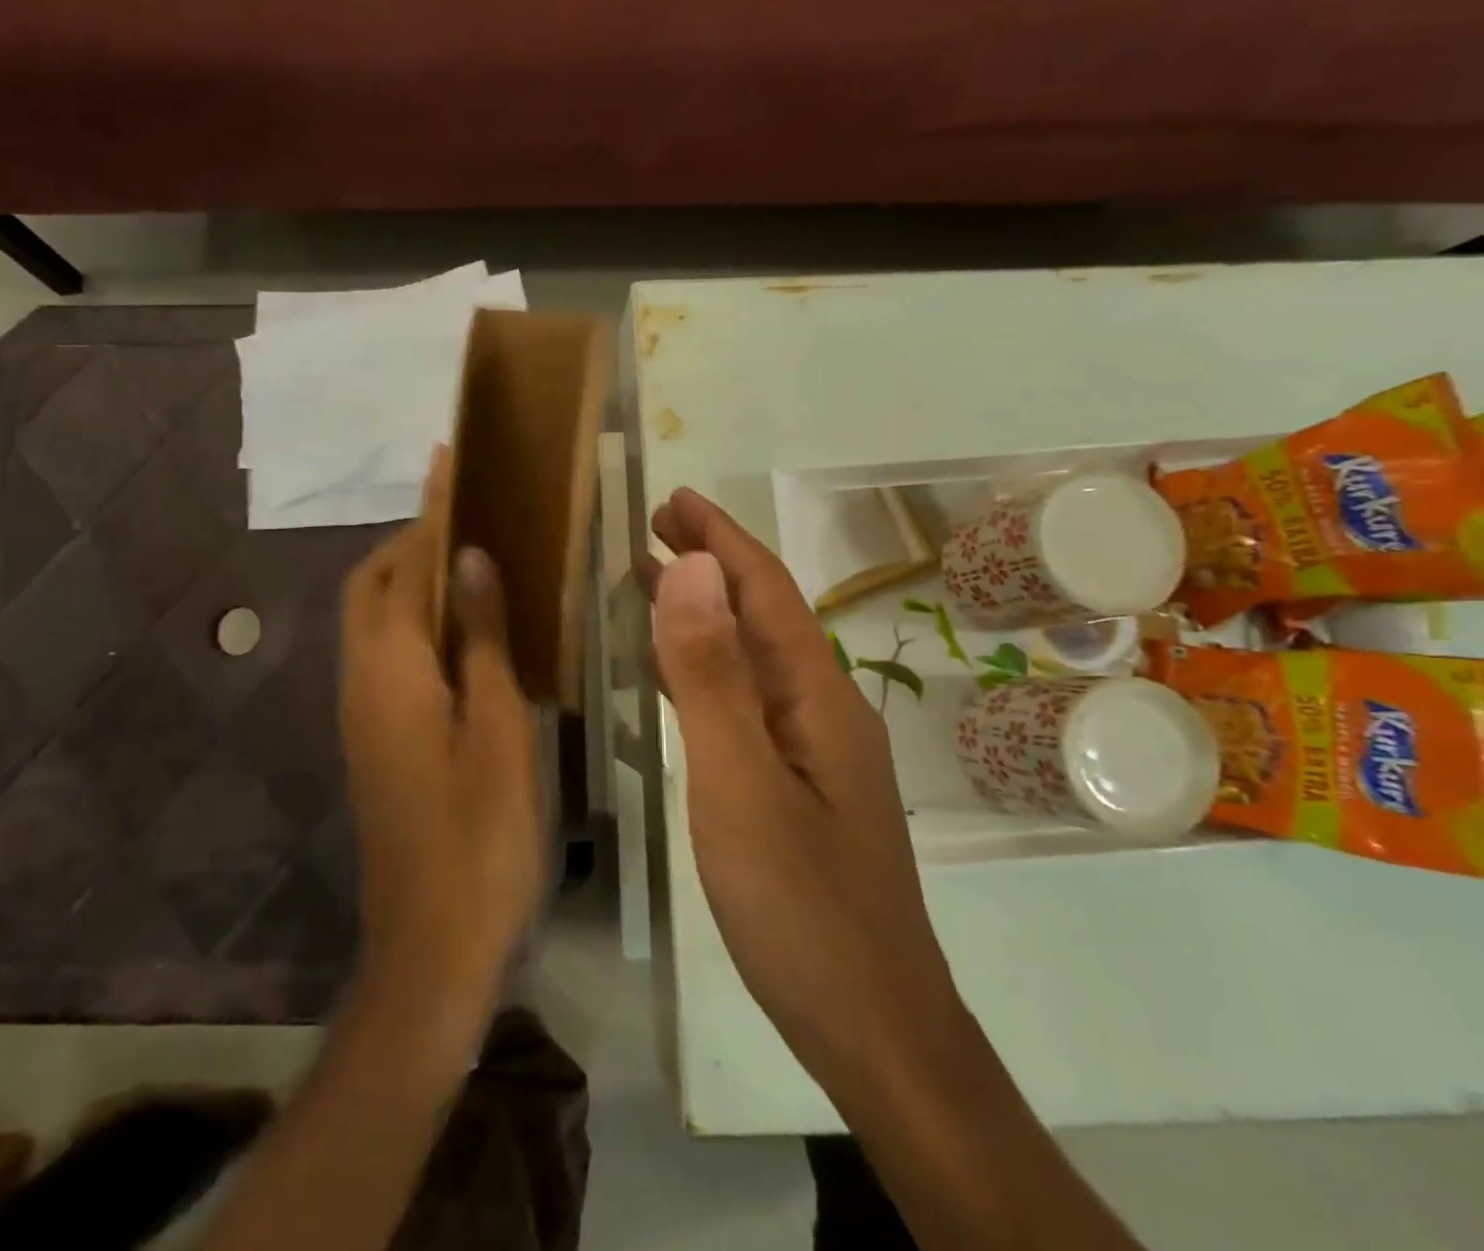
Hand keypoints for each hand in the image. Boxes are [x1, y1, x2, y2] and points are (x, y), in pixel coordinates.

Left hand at [339, 458, 543, 1016]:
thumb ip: (482, 637)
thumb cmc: (480, 832)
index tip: (446, 459)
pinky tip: (460, 631)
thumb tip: (471, 558)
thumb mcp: (498, 726)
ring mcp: (361, 712)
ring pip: (373, 619)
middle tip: (467, 518)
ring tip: (467, 561)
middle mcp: (362, 679)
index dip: (429, 510)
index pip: (406, 564)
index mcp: (391, 668)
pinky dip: (412, 620)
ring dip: (408, 579)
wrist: (431, 941)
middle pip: (371, 585)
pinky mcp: (374, 737)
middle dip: (409, 540)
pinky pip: (385, 653)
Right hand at [643, 488, 956, 1074]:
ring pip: (750, 658)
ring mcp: (810, 752)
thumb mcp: (741, 784)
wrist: (875, 1031)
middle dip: (711, 562)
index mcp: (815, 697)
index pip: (765, 591)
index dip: (720, 538)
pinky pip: (742, 702)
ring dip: (704, 613)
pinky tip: (675, 674)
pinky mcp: (793, 788)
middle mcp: (820, 710)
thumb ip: (713, 677)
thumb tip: (693, 569)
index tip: (674, 498)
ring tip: (653, 581)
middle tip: (654, 527)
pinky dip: (704, 670)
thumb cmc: (803, 908)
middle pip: (761, 616)